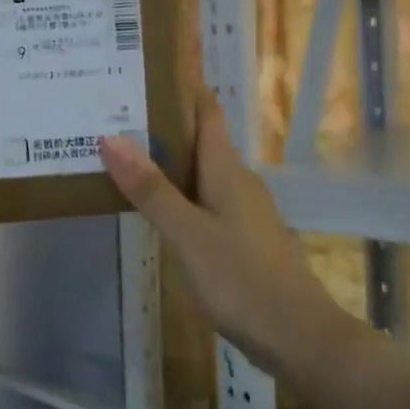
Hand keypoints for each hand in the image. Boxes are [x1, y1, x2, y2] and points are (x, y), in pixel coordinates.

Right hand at [101, 90, 361, 377]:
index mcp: (226, 169)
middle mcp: (237, 181)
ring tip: (121, 155)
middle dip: (159, 124)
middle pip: (198, 139)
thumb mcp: (187, 233)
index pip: (206, 110)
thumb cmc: (242, 278)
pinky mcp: (241, 238)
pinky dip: (176, 194)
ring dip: (165, 161)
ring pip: (198, 173)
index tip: (141, 70)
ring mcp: (242, 211)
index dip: (180, 86)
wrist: (300, 338)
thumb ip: (150, 188)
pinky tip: (152, 208)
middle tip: (111, 113)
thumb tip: (110, 137)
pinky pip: (203, 201)